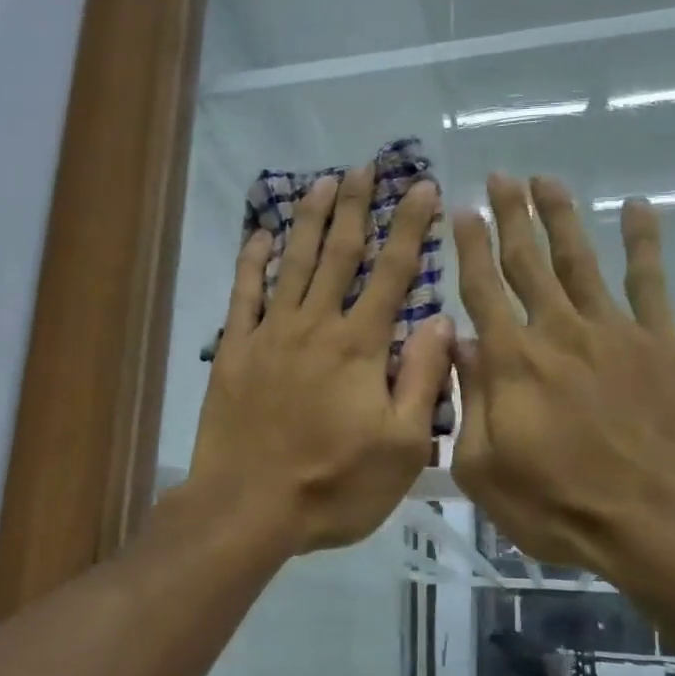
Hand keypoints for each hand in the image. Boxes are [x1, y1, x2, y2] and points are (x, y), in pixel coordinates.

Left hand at [190, 166, 453, 555]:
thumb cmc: (333, 485)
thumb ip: (422, 379)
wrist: (248, 508)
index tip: (422, 188)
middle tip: (363, 167)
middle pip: (339, 254)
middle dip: (355, 207)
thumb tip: (441, 320)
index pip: (393, 273)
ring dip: (309, 221)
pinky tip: (259, 235)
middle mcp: (316, 325)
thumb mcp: (401, 447)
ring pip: (293, 263)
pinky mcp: (234, 351)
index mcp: (360, 347)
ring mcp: (270, 335)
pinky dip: (252, 262)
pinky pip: (243, 295)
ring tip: (321, 183)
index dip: (410, 227)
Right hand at [451, 174, 674, 593]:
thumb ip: (468, 402)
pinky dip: (644, 243)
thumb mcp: (484, 469)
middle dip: (510, 217)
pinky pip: (651, 282)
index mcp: (512, 361)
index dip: (469, 246)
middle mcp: (558, 332)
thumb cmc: (559, 506)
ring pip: (580, 261)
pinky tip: (637, 210)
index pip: (482, 289)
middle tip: (499, 178)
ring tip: (546, 181)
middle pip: (528, 262)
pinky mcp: (662, 344)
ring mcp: (614, 333)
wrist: (658, 524)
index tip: (461, 210)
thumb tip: (459, 345)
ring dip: (561, 217)